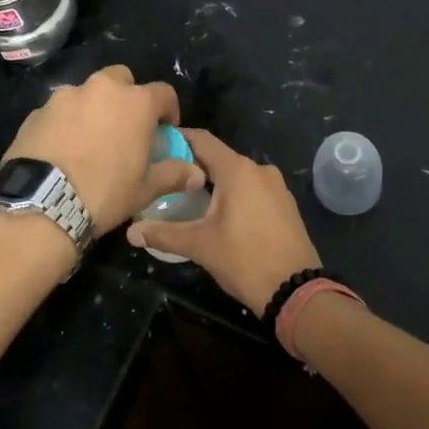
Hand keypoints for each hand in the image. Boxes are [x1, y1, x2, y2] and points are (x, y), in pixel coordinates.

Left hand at [0, 66, 202, 230]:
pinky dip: (65, 122)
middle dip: (127, 96)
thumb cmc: (104, 193)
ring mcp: (65, 97)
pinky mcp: (37, 111)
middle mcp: (101, 89)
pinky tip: (62, 148)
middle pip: (121, 79)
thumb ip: (173, 174)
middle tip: (125, 127)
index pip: (163, 93)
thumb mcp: (144, 190)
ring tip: (90, 139)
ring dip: (94, 107)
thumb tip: (197, 174)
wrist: (41, 204)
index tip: (165, 130)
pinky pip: (59, 110)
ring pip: (87, 92)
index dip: (168, 110)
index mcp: (135, 102)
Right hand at [126, 129, 321, 314]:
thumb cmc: (245, 260)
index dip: (177, 138)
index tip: (155, 144)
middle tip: (164, 176)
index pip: (201, 140)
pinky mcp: (284, 204)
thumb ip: (164, 233)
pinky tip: (217, 212)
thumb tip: (131, 232)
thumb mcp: (200, 246)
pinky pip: (252, 189)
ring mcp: (276, 186)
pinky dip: (233, 193)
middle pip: (218, 157)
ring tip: (186, 195)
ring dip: (213, 181)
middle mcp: (258, 169)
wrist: (297, 291)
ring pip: (236, 174)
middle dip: (192, 164)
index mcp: (237, 170)